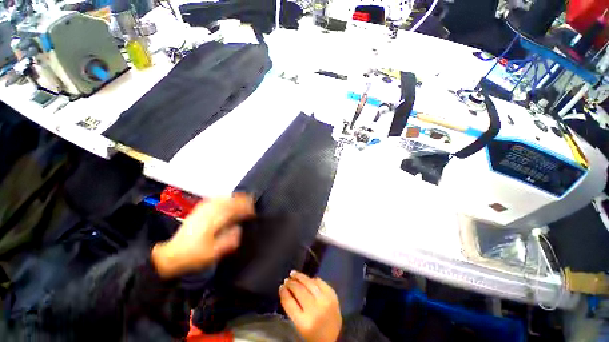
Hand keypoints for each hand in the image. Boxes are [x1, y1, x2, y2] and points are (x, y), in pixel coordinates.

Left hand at [151, 193, 254, 277]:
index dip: (246, 209)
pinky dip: (224, 199)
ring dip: (234, 198)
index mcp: (214, 221)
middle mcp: (209, 212)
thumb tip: (239, 229)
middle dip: (242, 201)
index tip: (253, 212)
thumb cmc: (194, 255)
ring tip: (243, 200)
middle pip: (230, 201)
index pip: (234, 210)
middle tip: (251, 203)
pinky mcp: (198, 210)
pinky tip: (227, 200)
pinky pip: (215, 200)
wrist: (171, 255)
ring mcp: (202, 209)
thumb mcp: (215, 252)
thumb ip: (230, 240)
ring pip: (223, 199)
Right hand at [279, 271, 341, 341]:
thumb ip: (292, 308)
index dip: (284, 292)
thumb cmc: (312, 334)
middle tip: (286, 280)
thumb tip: (285, 289)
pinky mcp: (333, 296)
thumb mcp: (299, 325)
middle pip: (299, 290)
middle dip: (291, 283)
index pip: (290, 302)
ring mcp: (325, 301)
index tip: (281, 287)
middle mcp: (315, 310)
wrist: (333, 339)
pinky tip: (308, 279)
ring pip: (309, 283)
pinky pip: (320, 282)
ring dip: (300, 277)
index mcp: (304, 323)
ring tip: (294, 273)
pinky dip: (312, 279)